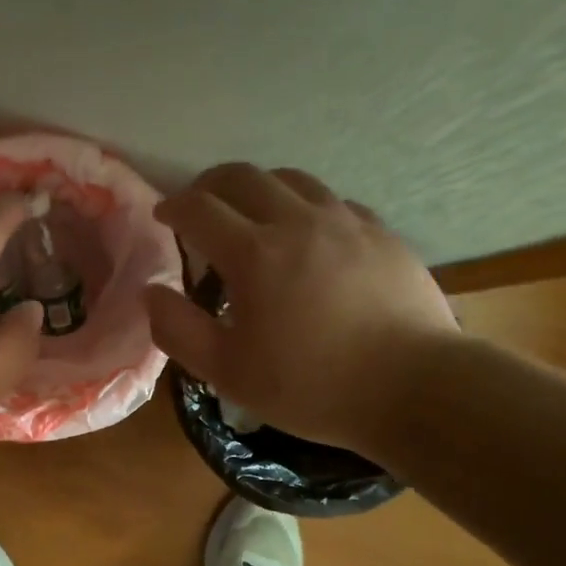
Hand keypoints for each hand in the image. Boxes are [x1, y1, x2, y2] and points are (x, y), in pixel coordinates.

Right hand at [144, 163, 459, 454]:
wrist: (414, 388)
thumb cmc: (312, 386)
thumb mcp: (228, 372)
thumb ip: (178, 330)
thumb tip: (151, 292)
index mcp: (254, 254)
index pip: (198, 208)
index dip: (173, 207)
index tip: (163, 216)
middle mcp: (297, 221)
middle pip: (242, 177)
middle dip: (210, 185)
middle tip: (199, 207)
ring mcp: (344, 221)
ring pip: (290, 179)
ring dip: (258, 188)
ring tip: (251, 214)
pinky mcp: (380, 233)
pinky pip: (332, 201)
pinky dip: (305, 207)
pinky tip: (309, 235)